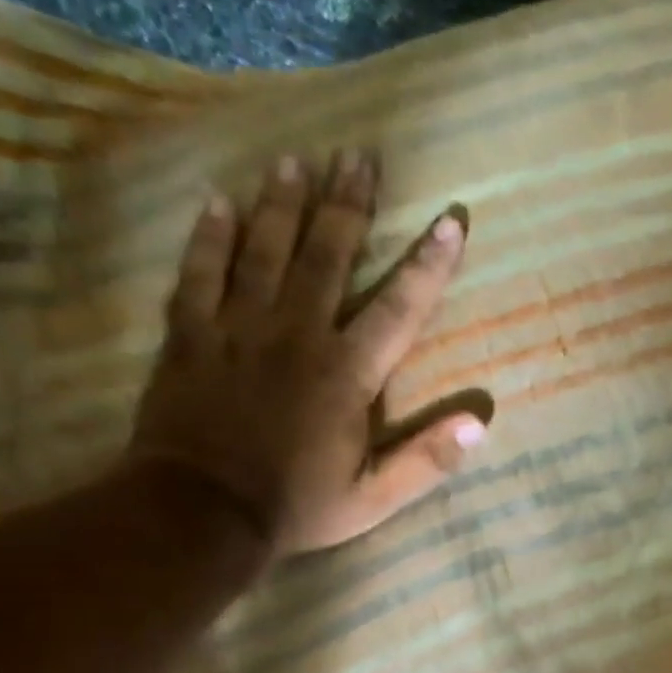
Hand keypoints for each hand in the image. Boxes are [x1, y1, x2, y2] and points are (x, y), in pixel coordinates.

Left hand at [129, 151, 485, 558]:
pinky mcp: (190, 336)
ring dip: (284, 203)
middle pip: (327, 255)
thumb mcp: (375, 497)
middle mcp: (297, 335)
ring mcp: (237, 329)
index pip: (400, 306)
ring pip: (265, 251)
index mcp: (347, 373)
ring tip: (298, 159)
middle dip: (348, 205)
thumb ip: (427, 460)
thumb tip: (481, 423)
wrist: (198, 516)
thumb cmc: (296, 506)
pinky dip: (210, 236)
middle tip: (360, 156)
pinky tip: (219, 201)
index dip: (430, 264)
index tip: (451, 221)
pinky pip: (199, 273)